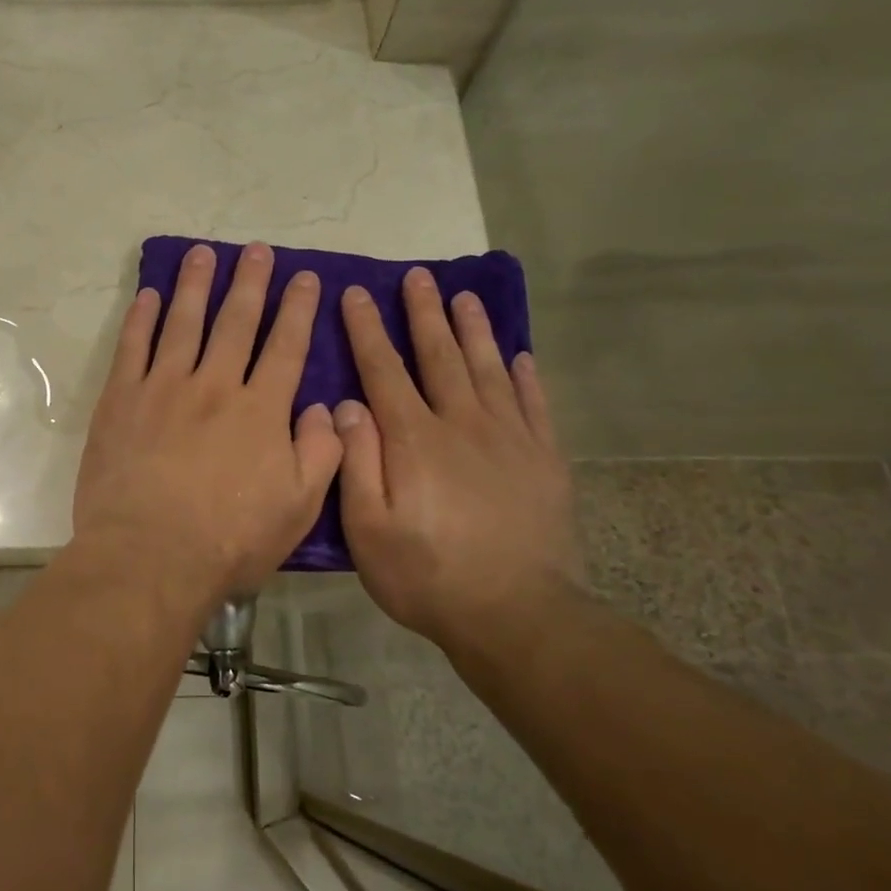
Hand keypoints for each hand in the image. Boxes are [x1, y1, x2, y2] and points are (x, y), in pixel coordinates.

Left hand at [74, 242, 342, 605]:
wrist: (149, 556)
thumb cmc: (229, 541)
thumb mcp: (298, 508)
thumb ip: (321, 454)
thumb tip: (325, 409)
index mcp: (261, 410)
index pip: (286, 347)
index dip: (298, 309)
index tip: (305, 278)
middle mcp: (215, 386)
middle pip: (236, 322)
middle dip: (251, 282)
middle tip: (257, 250)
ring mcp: (163, 388)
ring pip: (183, 322)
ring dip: (195, 285)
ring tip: (203, 254)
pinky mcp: (120, 401)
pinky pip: (132, 348)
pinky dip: (141, 318)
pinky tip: (149, 296)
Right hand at [334, 269, 581, 648]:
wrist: (516, 613)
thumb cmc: (427, 575)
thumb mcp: (368, 529)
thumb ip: (356, 462)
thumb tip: (347, 405)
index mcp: (414, 440)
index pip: (384, 370)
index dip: (367, 329)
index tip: (356, 293)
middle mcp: (462, 424)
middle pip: (439, 356)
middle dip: (424, 313)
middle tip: (417, 277)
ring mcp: (509, 439)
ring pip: (488, 369)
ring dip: (473, 330)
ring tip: (464, 297)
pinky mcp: (543, 459)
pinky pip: (534, 404)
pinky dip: (525, 376)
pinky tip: (520, 356)